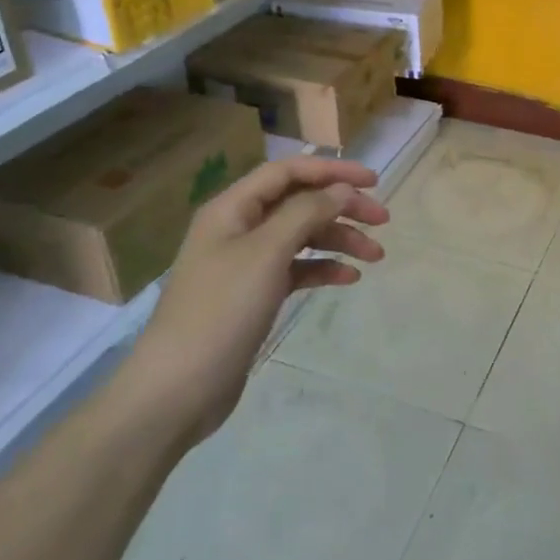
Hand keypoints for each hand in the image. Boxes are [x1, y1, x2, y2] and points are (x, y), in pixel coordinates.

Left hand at [117, 157, 388, 448]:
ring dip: (339, 240)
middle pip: (299, 202)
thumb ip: (307, 212)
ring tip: (376, 255)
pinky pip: (296, 269)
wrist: (177, 389)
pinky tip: (349, 279)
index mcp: (232, 208)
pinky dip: (323, 269)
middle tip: (382, 220)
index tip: (373, 181)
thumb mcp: (266, 253)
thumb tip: (342, 189)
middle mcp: (239, 228)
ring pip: (302, 236)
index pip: (288, 172)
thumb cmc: (221, 310)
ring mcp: (246, 263)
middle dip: (342, 207)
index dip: (332, 170)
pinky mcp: (254, 295)